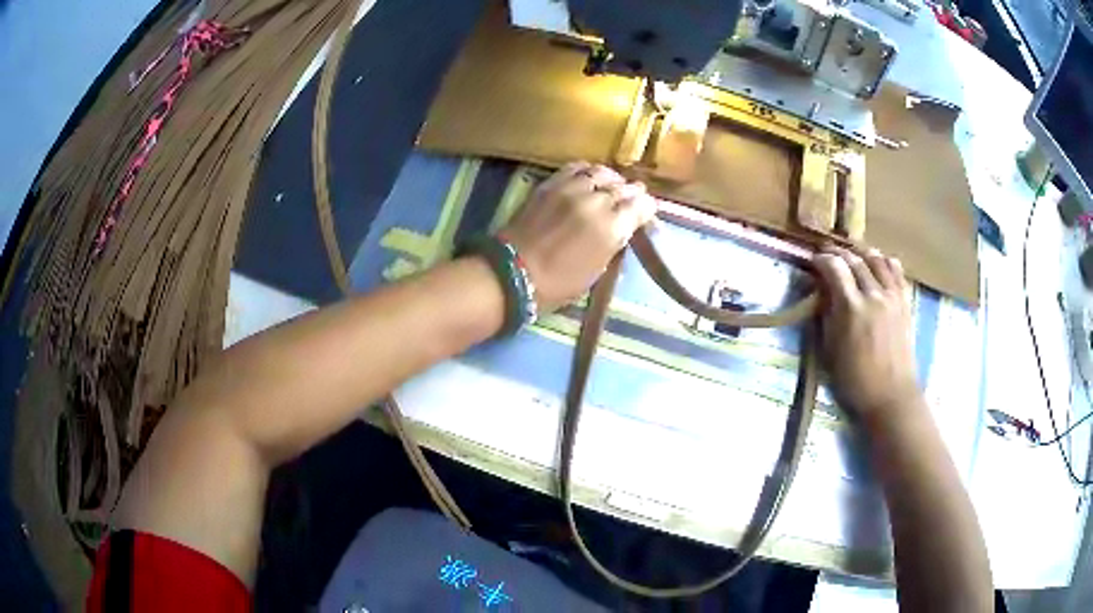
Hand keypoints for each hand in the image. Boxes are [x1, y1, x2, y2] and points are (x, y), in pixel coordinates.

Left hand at [500, 162, 656, 310]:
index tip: (646, 212)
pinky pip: (576, 168)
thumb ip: (614, 243)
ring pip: (602, 172)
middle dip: (632, 193)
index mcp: (611, 229)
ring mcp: (572, 189)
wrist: (513, 273)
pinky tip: (590, 177)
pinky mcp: (551, 184)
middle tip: (633, 197)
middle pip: (624, 187)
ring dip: (612, 179)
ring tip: (613, 185)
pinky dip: (588, 170)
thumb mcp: (597, 270)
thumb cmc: (558, 284)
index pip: (641, 206)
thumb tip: (624, 227)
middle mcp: (596, 202)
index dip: (647, 208)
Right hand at [813, 246, 920, 424]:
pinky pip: (897, 271)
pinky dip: (886, 261)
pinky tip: (880, 263)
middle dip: (839, 253)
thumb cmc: (855, 380)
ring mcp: (892, 296)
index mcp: (852, 308)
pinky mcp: (905, 302)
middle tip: (828, 254)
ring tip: (853, 254)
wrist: (891, 396)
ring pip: (877, 259)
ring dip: (862, 253)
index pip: (835, 268)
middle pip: (855, 260)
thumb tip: (822, 293)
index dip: (822, 259)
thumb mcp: (830, 351)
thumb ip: (827, 316)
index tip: (814, 260)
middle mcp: (874, 295)